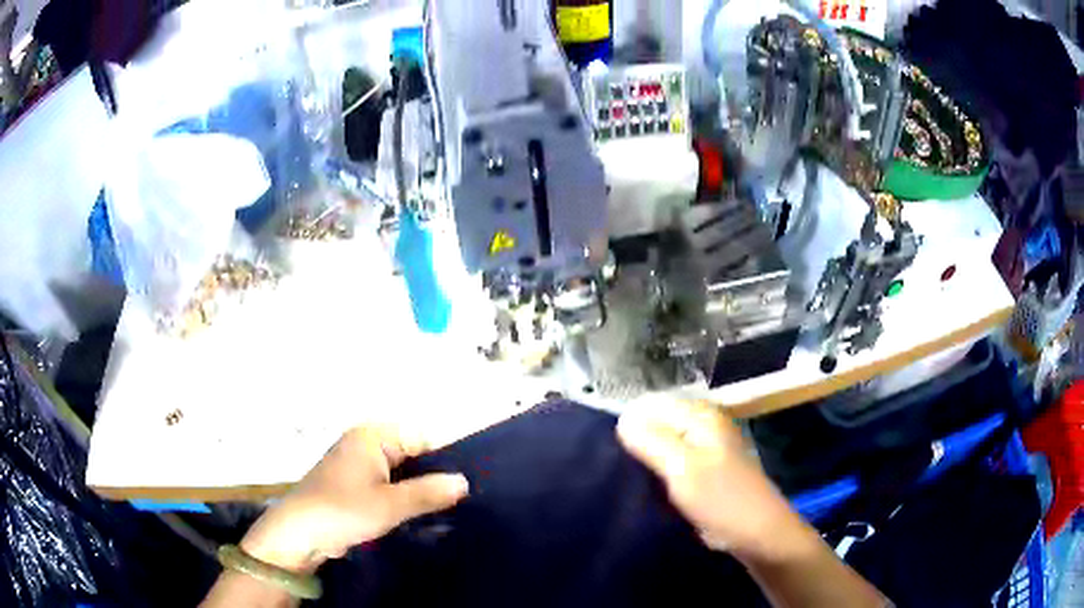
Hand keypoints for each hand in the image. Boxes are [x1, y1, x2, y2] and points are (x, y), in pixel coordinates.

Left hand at [240, 426, 468, 573]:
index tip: (470, 483)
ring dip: (419, 491)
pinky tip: (421, 516)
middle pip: (412, 455)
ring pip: (401, 474)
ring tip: (447, 511)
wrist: (298, 534)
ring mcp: (358, 465)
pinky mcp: (354, 485)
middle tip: (462, 501)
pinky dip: (403, 499)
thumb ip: (429, 492)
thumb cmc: (342, 511)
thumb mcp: (390, 505)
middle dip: (434, 477)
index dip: (446, 459)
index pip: (422, 438)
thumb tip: (465, 482)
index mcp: (372, 436)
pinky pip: (388, 486)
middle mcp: (365, 444)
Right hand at [617, 401, 815, 562]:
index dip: (629, 423)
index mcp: (701, 416)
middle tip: (613, 465)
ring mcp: (705, 449)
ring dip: (645, 458)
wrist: (757, 533)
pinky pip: (672, 463)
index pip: (652, 405)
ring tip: (624, 476)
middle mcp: (704, 425)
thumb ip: (651, 440)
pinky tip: (644, 486)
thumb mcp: (682, 467)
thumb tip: (621, 419)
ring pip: (664, 444)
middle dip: (635, 440)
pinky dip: (658, 471)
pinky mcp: (704, 471)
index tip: (608, 449)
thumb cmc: (721, 498)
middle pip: (657, 423)